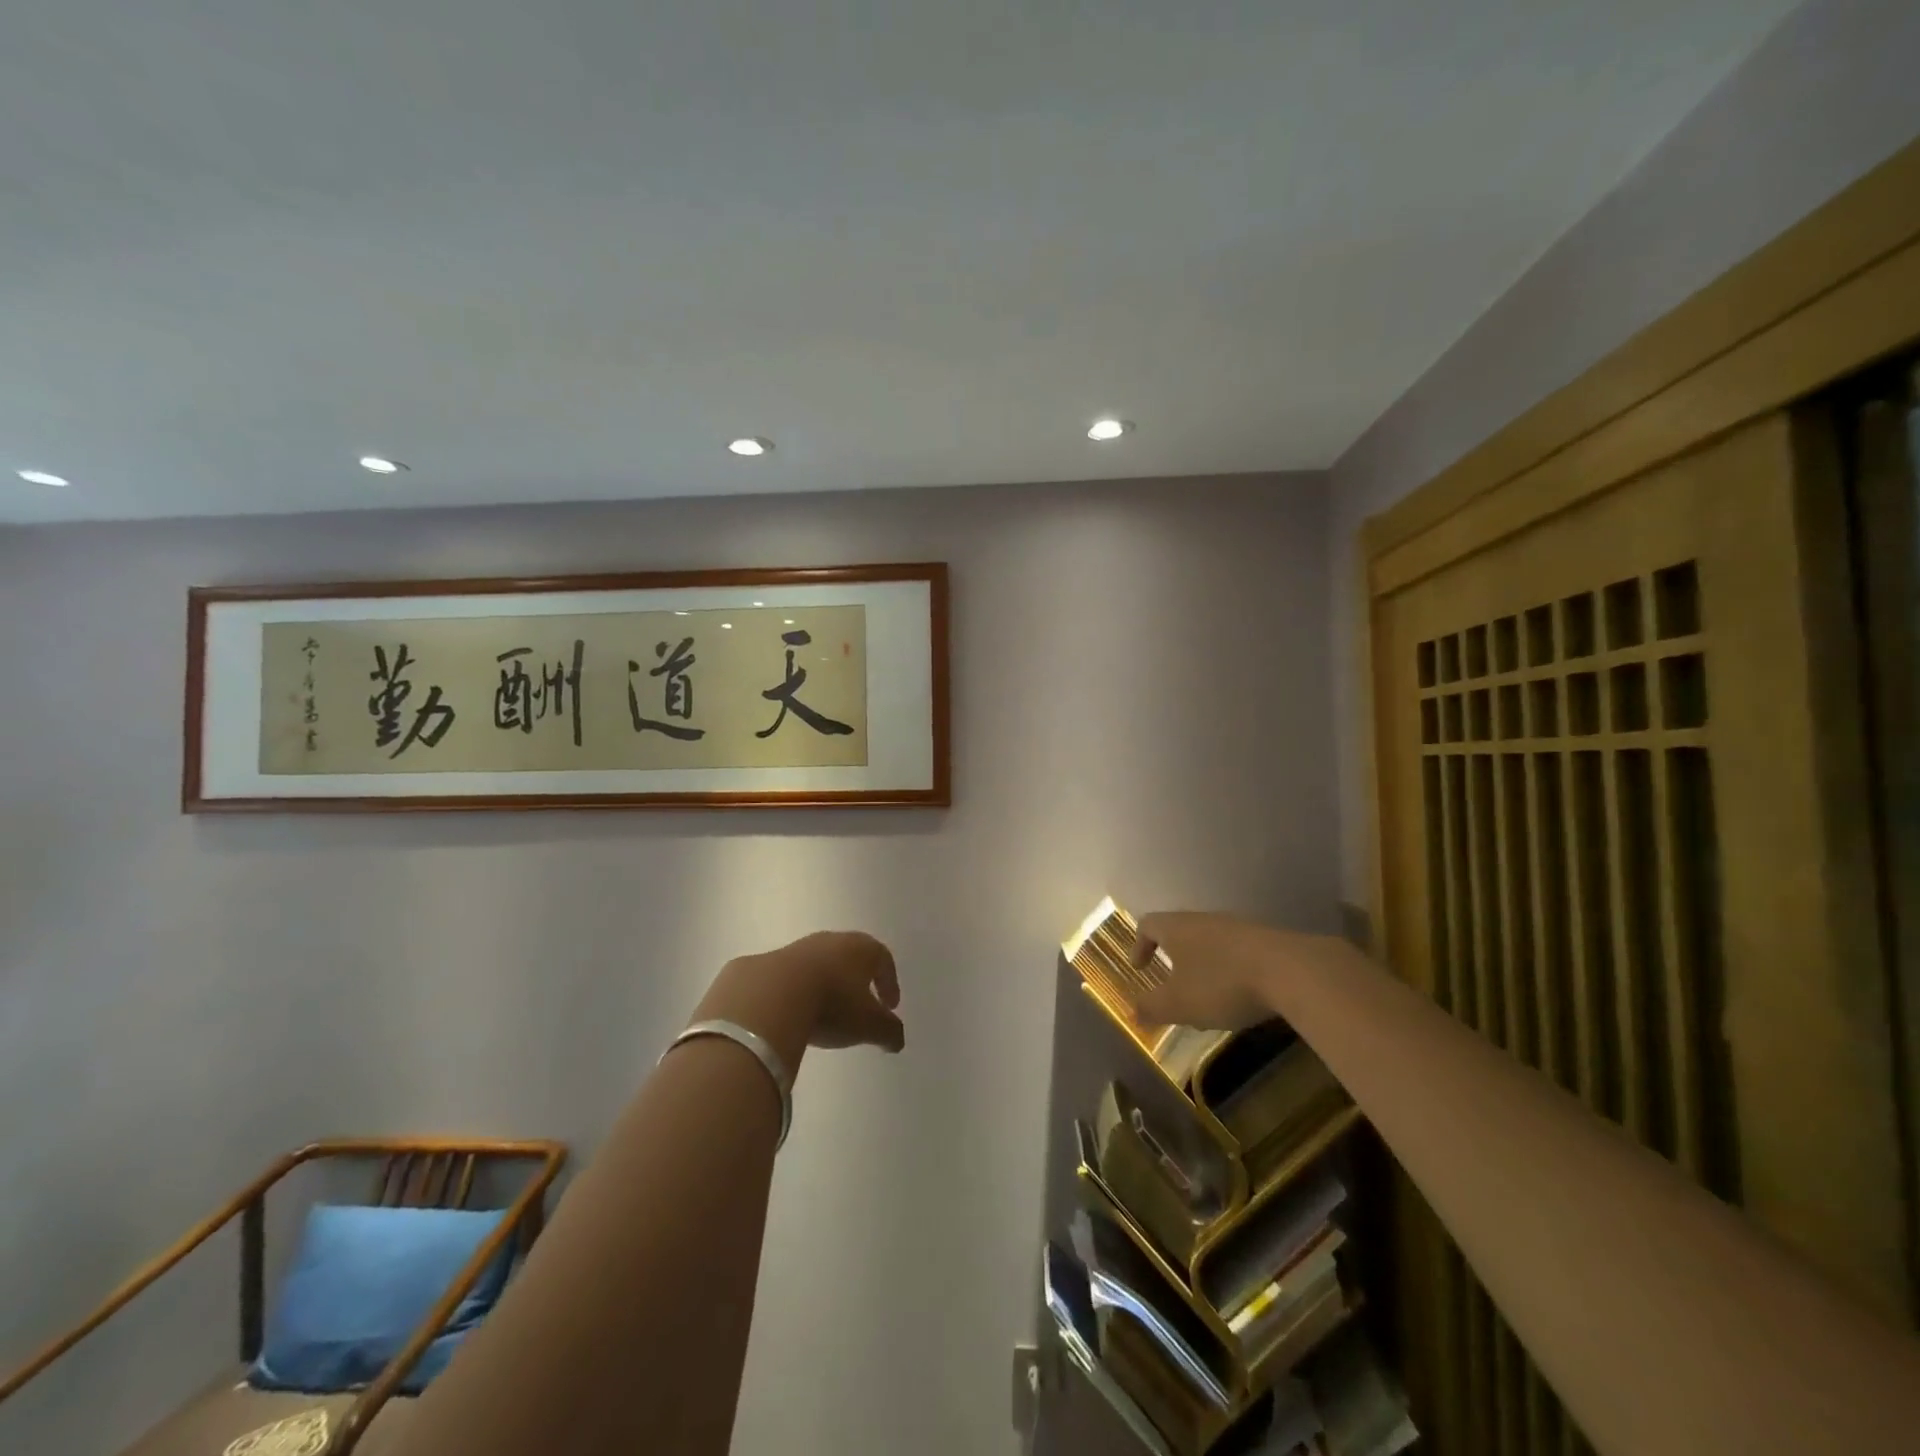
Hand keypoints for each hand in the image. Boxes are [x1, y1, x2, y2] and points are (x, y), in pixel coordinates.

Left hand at [694, 931, 905, 1068]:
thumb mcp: (869, 1025)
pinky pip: (791, 976)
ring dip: (826, 984)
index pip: (883, 959)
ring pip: (820, 964)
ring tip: (825, 1011)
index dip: (889, 982)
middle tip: (861, 1004)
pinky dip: (797, 991)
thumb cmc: (833, 1004)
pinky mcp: (769, 962)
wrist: (772, 995)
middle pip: (851, 956)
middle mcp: (832, 940)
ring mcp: (798, 948)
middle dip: (859, 980)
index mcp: (862, 949)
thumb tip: (897, 1040)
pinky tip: (794, 1012)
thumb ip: (889, 1031)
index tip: (890, 1006)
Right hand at [1131, 911, 1357, 1029]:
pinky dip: (1228, 969)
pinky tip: (1240, 995)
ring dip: (1202, 964)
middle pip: (1179, 930)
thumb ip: (1151, 1007)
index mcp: (1177, 928)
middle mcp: (1204, 920)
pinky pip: (1236, 951)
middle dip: (1172, 956)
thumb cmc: (1222, 984)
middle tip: (1171, 983)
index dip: (1139, 945)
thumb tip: (1131, 1011)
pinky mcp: (1265, 940)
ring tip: (1206, 995)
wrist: (1291, 971)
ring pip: (1209, 941)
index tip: (1140, 969)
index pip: (1148, 924)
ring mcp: (1237, 927)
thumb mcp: (1179, 1004)